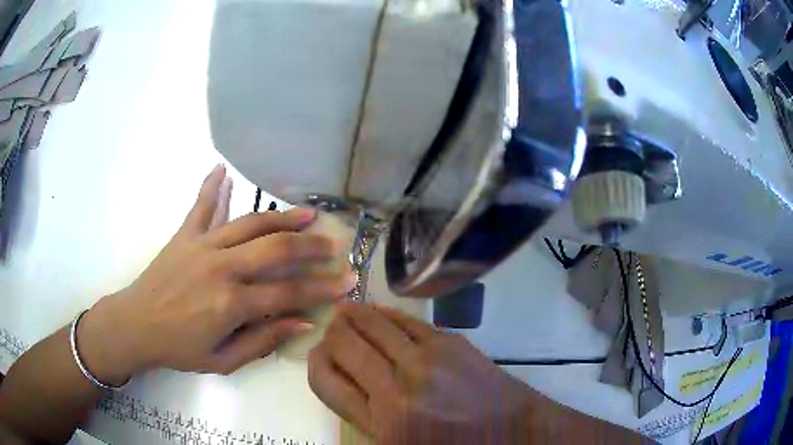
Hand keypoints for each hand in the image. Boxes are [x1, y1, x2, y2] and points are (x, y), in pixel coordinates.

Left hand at [76, 165, 356, 383]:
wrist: (136, 326)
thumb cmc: (179, 349)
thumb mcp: (224, 361)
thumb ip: (263, 341)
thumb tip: (302, 323)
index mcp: (231, 304)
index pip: (288, 293)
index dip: (323, 288)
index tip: (349, 281)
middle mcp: (220, 268)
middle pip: (275, 250)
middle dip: (311, 247)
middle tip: (334, 245)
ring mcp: (201, 246)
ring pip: (249, 222)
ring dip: (281, 217)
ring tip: (307, 214)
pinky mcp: (184, 235)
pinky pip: (201, 206)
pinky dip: (211, 185)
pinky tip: (222, 168)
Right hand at [308, 303, 532, 443]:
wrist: (510, 429)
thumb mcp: (396, 444)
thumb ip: (362, 414)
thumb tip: (339, 374)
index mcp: (381, 422)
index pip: (325, 379)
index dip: (316, 361)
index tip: (319, 354)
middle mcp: (397, 387)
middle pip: (344, 345)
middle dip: (332, 334)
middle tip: (331, 330)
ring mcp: (425, 360)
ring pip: (372, 325)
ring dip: (353, 316)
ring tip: (345, 312)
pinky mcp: (449, 342)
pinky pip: (405, 320)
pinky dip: (384, 314)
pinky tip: (376, 311)